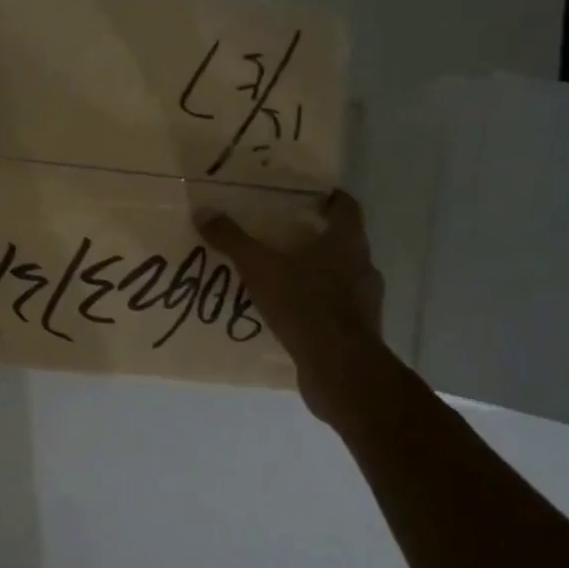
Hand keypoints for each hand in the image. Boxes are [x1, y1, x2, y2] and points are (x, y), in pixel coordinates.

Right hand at [196, 191, 384, 427]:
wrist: (340, 370)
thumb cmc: (305, 306)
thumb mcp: (260, 268)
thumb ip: (233, 240)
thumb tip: (203, 212)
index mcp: (347, 243)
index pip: (346, 207)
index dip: (329, 198)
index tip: (307, 197)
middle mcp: (363, 267)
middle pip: (342, 242)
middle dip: (314, 238)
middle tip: (281, 236)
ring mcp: (365, 302)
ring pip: (339, 277)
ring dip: (315, 275)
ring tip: (280, 278)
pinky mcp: (358, 333)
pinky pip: (334, 310)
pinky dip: (314, 307)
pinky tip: (289, 315)